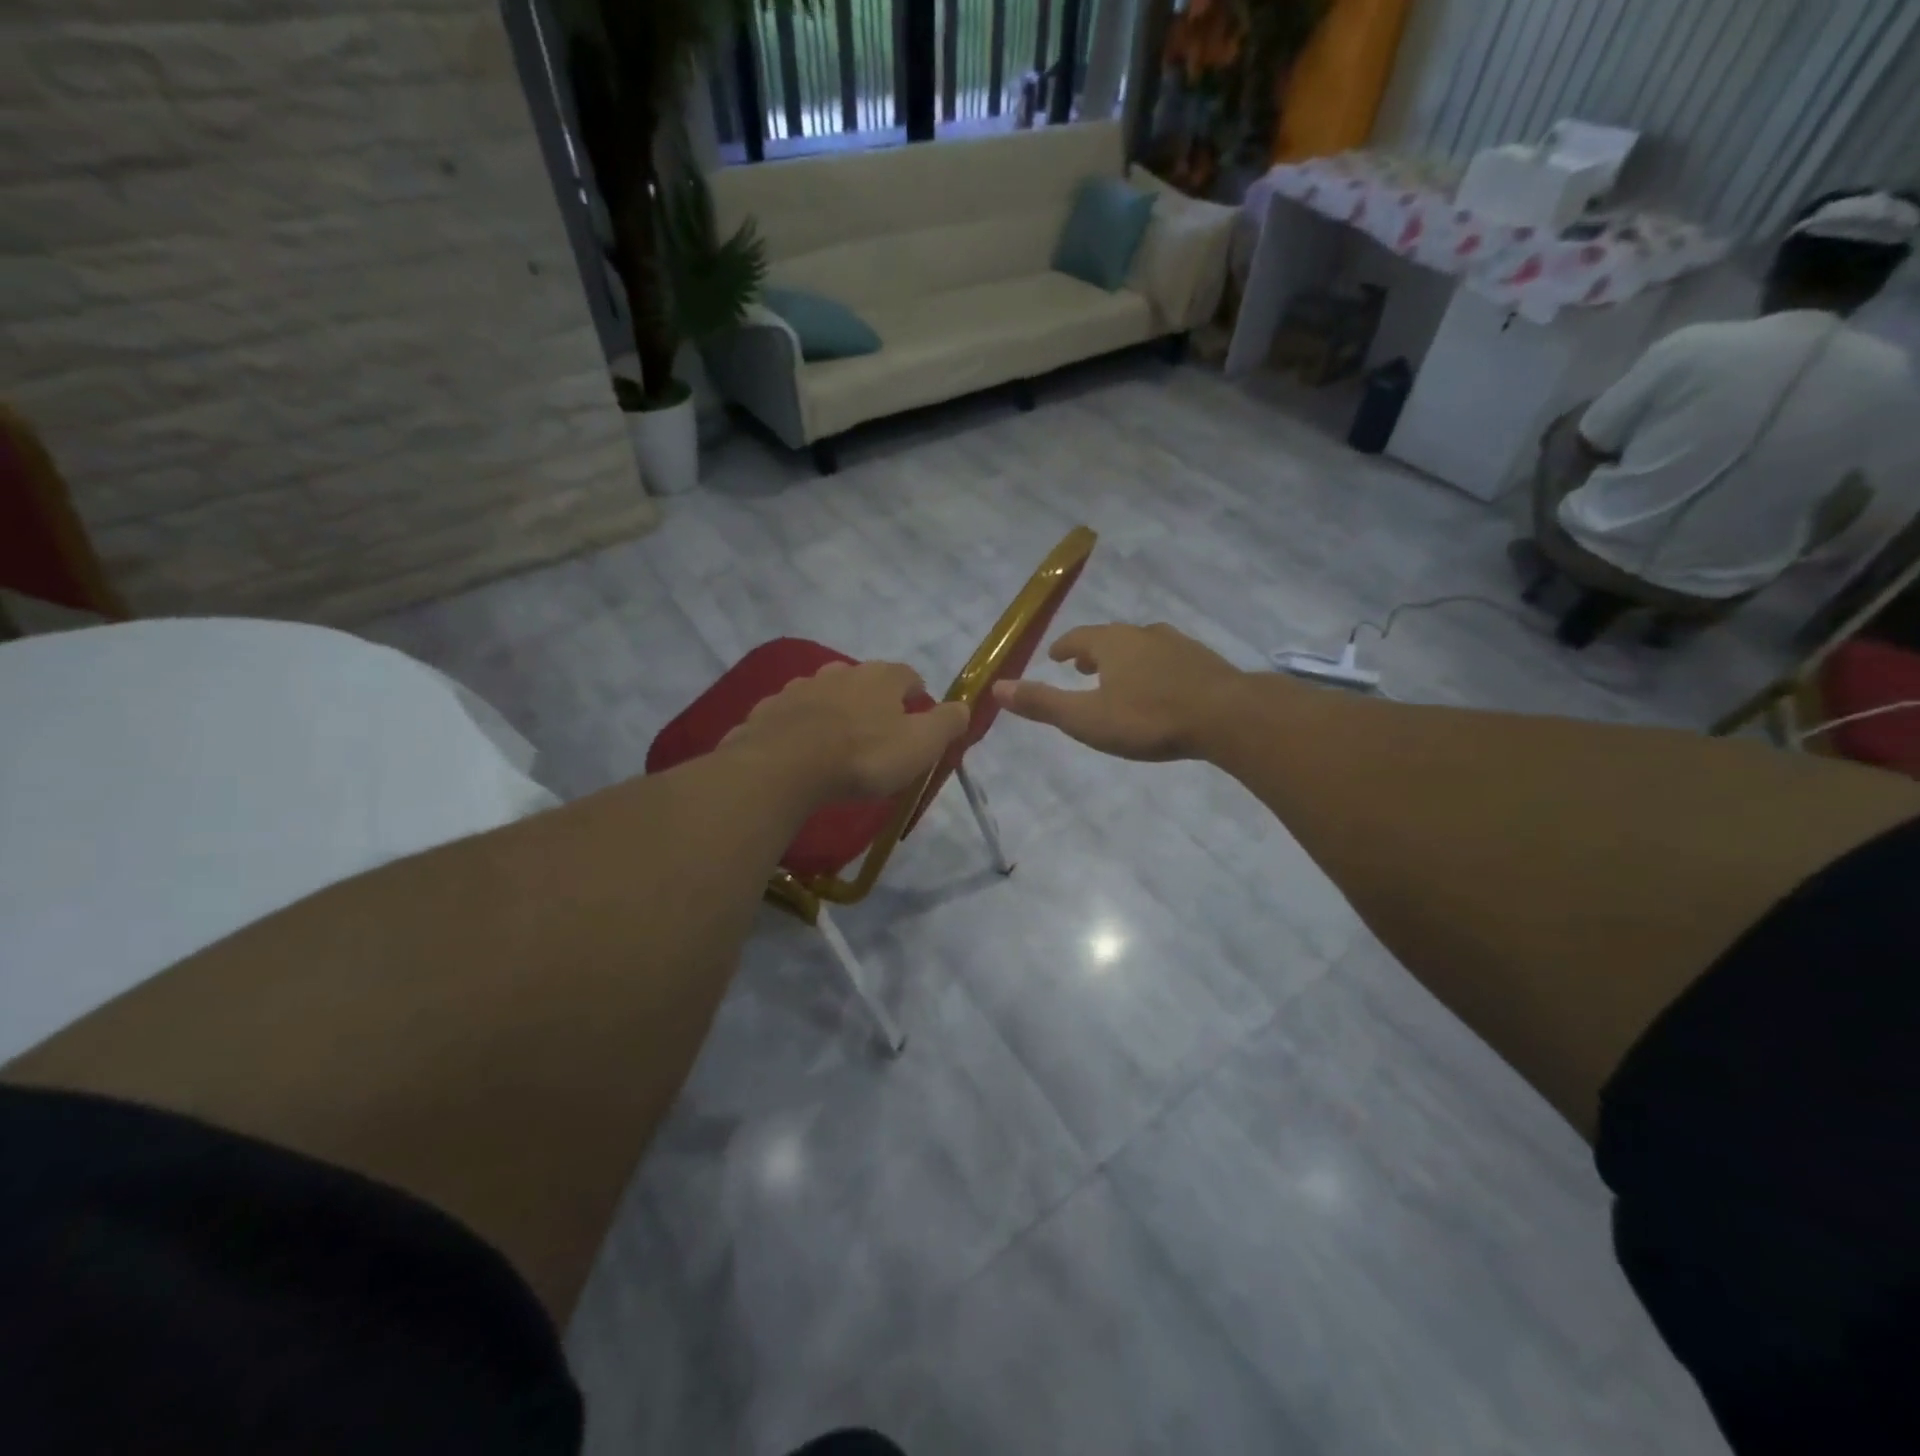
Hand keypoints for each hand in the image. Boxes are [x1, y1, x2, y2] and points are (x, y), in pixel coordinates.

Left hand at [723, 660, 969, 801]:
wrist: (785, 766)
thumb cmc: (864, 755)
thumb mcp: (920, 745)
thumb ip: (947, 723)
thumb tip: (964, 706)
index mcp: (880, 677)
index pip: (908, 675)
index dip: (916, 694)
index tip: (919, 715)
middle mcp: (840, 672)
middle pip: (864, 681)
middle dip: (873, 701)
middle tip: (877, 733)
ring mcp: (800, 688)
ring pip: (825, 694)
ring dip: (834, 711)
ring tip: (837, 742)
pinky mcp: (769, 710)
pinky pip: (792, 714)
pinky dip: (800, 726)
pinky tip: (801, 750)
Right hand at [991, 623, 1246, 761]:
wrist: (1227, 716)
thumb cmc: (1148, 718)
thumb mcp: (1087, 719)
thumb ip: (1043, 703)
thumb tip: (997, 687)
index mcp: (1112, 644)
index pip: (1079, 638)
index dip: (1064, 647)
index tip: (1055, 656)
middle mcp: (1144, 635)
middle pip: (1111, 637)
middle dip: (1093, 651)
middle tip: (1082, 667)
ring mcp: (1178, 644)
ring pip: (1143, 645)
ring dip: (1125, 658)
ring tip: (1120, 676)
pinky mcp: (1204, 661)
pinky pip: (1169, 658)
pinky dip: (1155, 667)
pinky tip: (1162, 686)